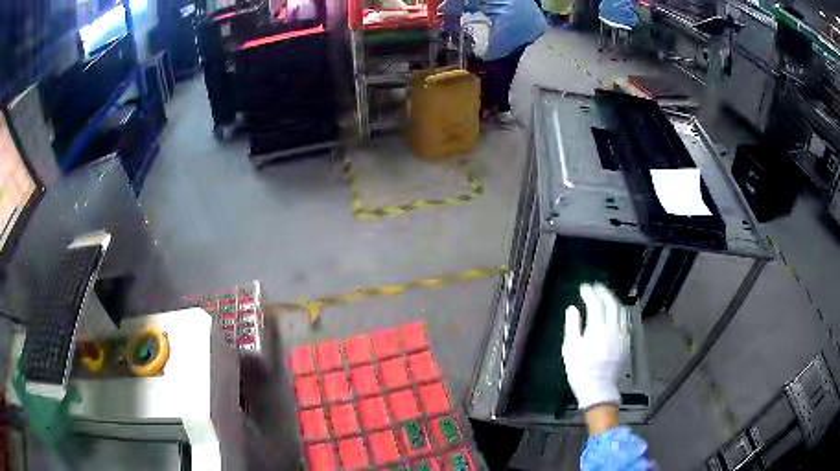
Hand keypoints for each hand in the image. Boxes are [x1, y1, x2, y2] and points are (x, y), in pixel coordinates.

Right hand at [562, 283, 629, 410]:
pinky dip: (621, 311)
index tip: (584, 288)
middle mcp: (614, 330)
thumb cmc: (581, 371)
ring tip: (605, 296)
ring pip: (622, 311)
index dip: (590, 293)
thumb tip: (572, 308)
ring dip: (613, 300)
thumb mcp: (570, 350)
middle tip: (595, 287)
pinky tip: (616, 311)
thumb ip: (572, 326)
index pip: (596, 304)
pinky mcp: (627, 342)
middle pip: (612, 304)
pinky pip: (627, 321)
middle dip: (603, 292)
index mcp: (598, 331)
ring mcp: (623, 336)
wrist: (599, 389)